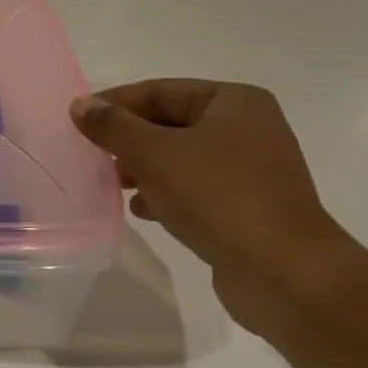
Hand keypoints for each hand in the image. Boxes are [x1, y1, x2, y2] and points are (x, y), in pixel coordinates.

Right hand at [70, 80, 355, 332]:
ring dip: (144, 168)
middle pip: (170, 123)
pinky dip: (166, 194)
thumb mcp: (156, 154)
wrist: (287, 276)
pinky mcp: (248, 209)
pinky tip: (141, 210)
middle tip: (94, 154)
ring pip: (181, 158)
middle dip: (129, 139)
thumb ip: (114, 126)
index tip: (80, 120)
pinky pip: (195, 190)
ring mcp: (251, 172)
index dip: (116, 103)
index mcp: (235, 103)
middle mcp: (248, 130)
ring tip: (113, 183)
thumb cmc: (220, 198)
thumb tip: (80, 105)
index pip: (161, 91)